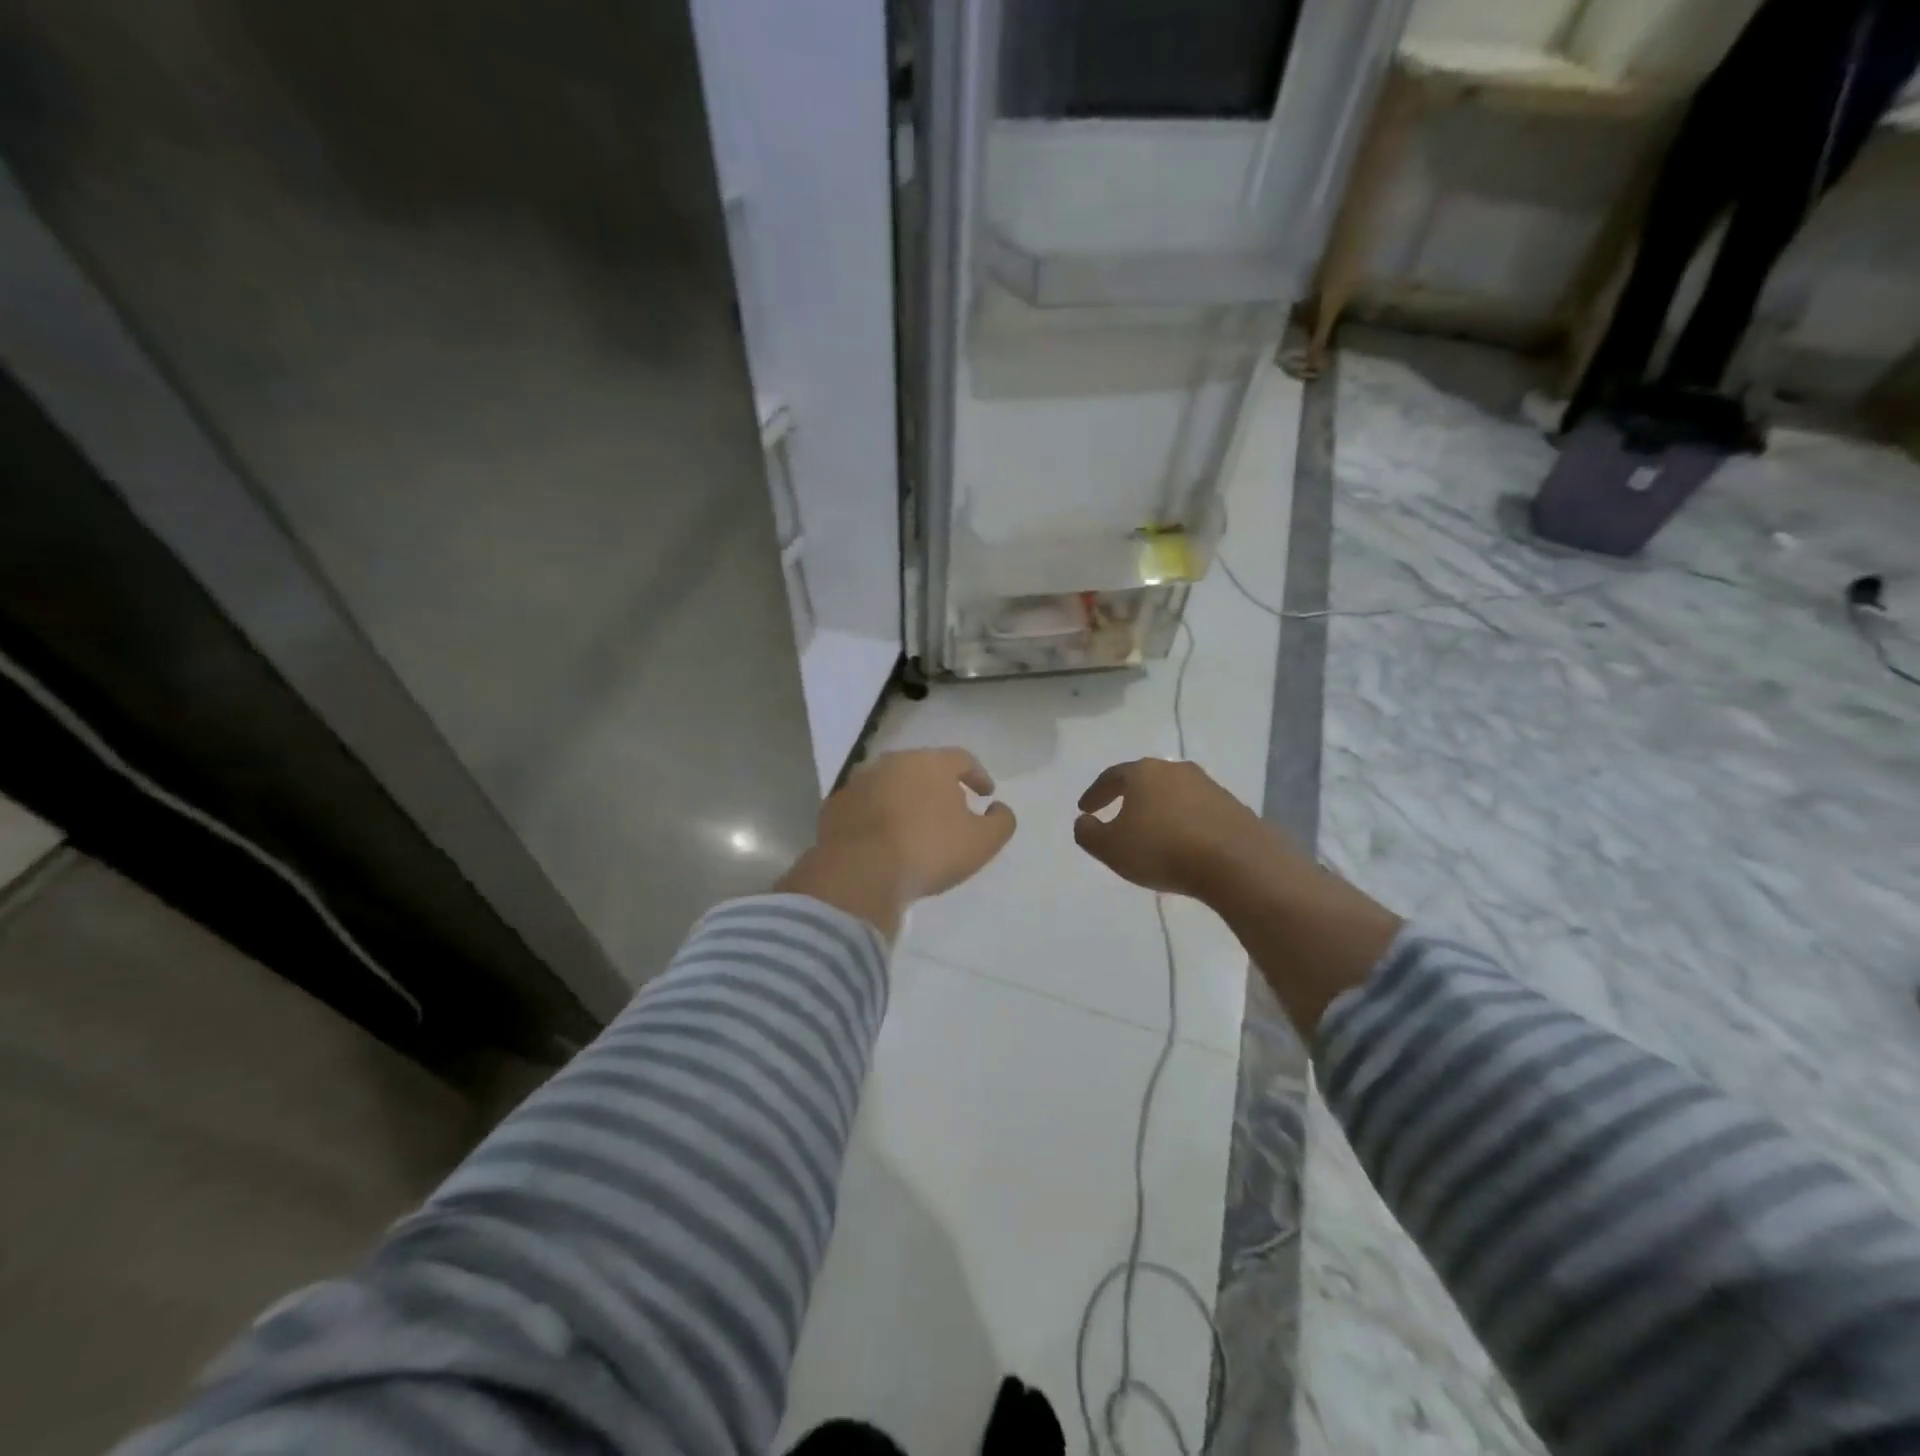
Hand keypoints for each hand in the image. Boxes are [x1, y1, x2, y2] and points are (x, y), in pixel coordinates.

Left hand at [779, 749, 1015, 937]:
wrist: (859, 872)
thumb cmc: (928, 851)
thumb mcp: (982, 842)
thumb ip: (1001, 821)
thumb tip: (999, 808)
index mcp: (931, 763)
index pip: (962, 759)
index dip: (978, 775)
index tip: (986, 794)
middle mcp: (893, 763)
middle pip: (923, 768)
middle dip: (939, 786)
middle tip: (950, 810)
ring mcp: (859, 782)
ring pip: (891, 785)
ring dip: (905, 800)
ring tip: (914, 827)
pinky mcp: (835, 806)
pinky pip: (865, 807)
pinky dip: (877, 817)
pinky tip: (882, 840)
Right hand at [1077, 758, 1400, 1036]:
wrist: (1237, 863)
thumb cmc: (1163, 850)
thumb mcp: (1111, 848)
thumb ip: (1088, 833)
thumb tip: (1084, 821)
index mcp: (1143, 773)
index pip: (1112, 776)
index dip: (1095, 793)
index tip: (1085, 809)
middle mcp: (1175, 770)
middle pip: (1145, 779)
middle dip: (1129, 796)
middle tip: (1116, 814)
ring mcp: (1208, 786)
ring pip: (1173, 794)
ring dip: (1158, 809)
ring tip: (1150, 832)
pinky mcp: (1233, 807)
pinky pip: (1197, 811)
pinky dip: (1183, 822)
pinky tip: (1181, 843)